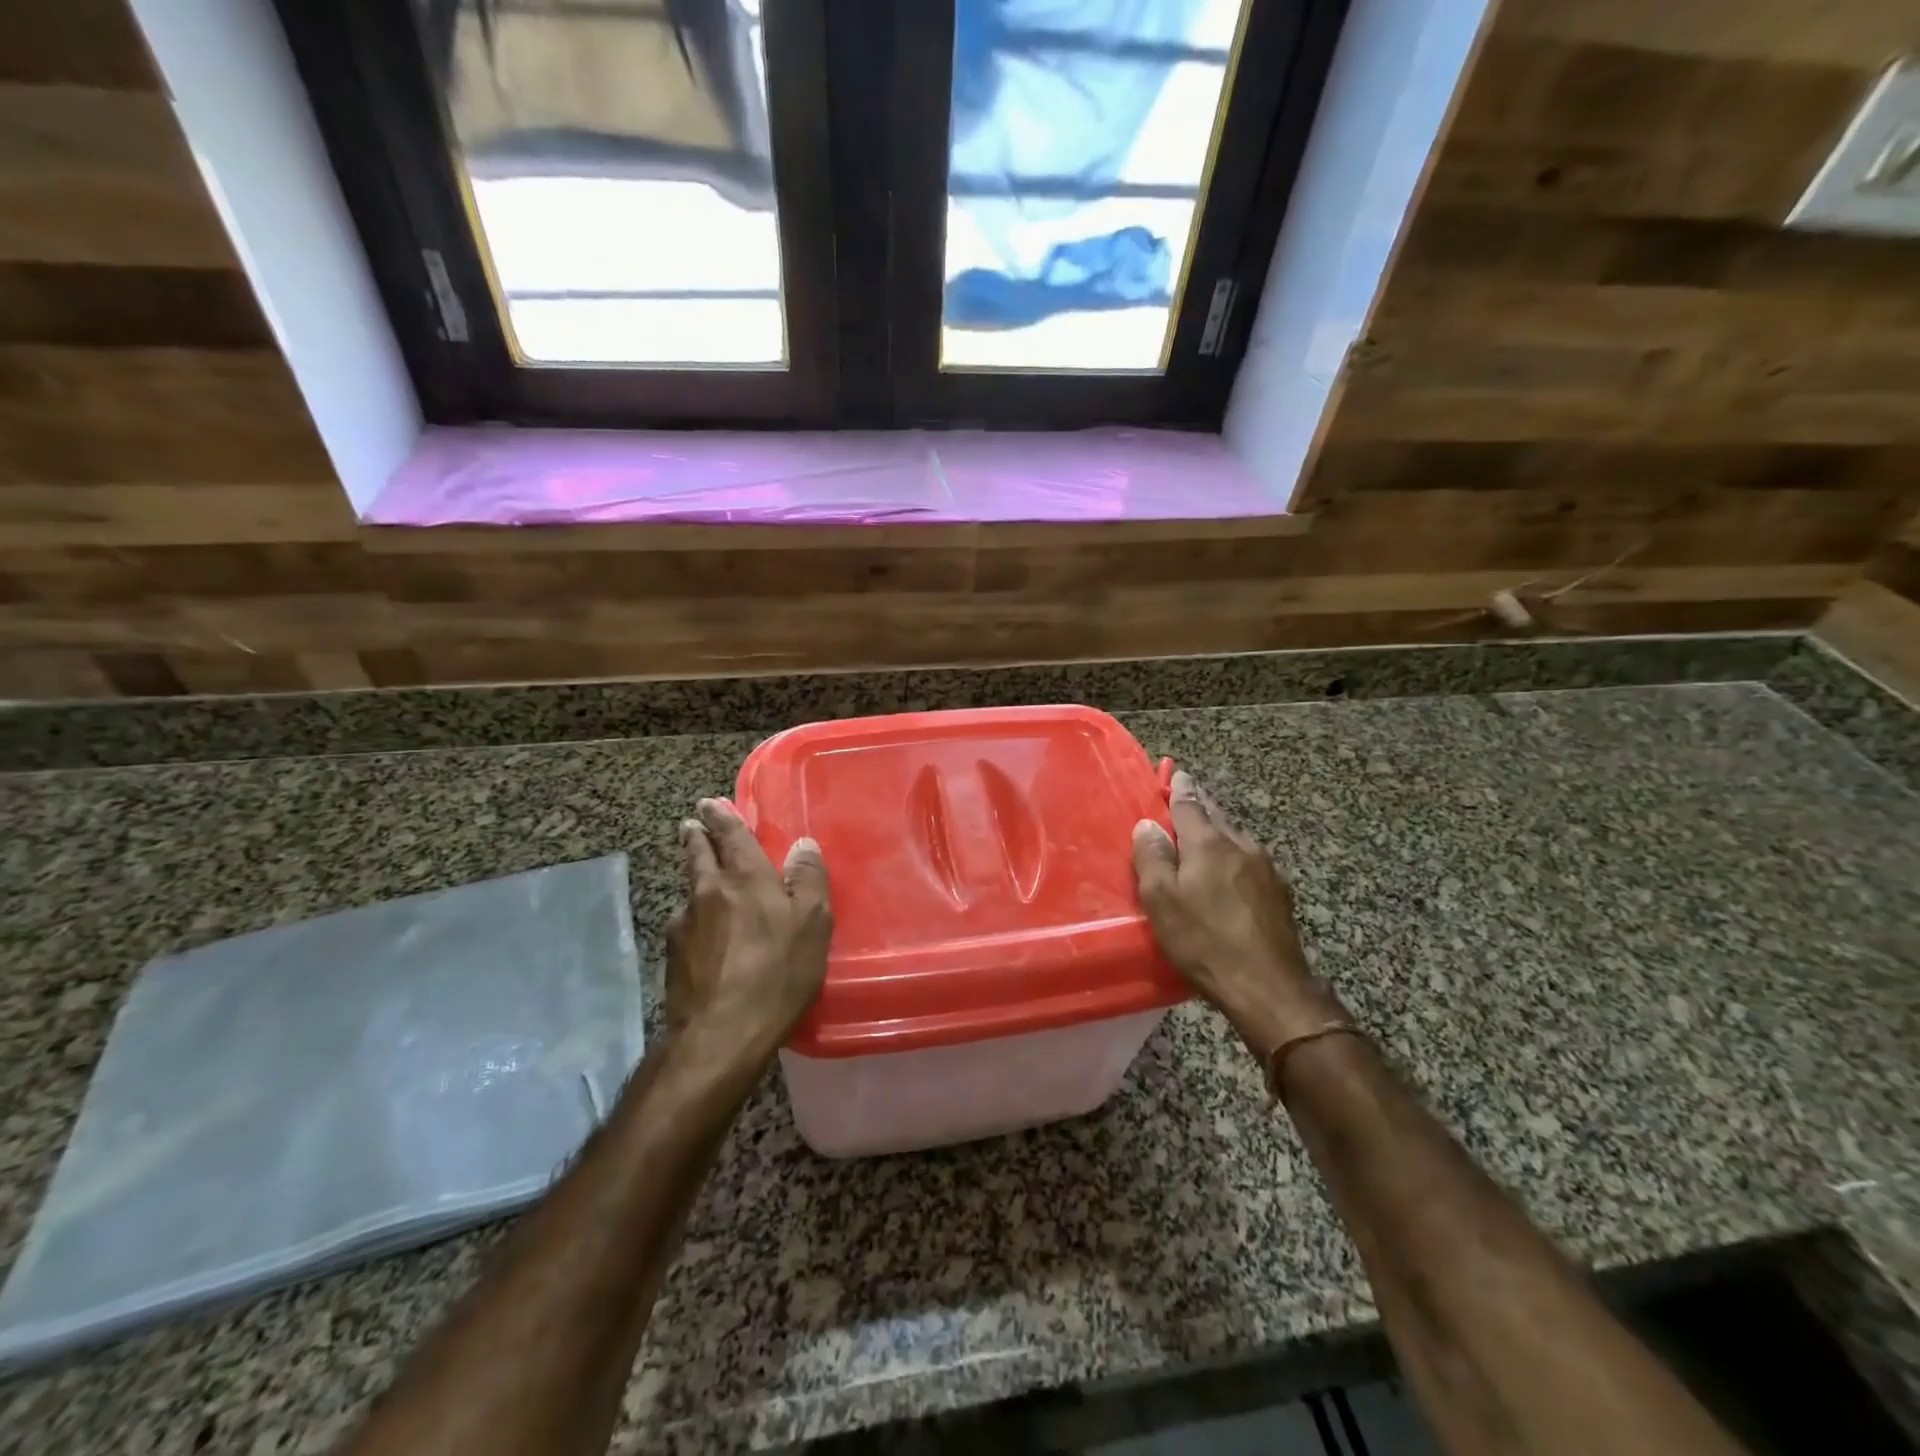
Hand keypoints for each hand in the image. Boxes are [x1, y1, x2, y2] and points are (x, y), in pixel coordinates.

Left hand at [664, 798, 831, 1057]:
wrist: (719, 1035)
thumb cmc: (776, 973)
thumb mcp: (811, 924)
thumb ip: (808, 880)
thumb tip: (803, 845)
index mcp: (744, 878)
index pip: (730, 836)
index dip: (721, 817)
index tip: (709, 803)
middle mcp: (708, 892)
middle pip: (698, 856)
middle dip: (697, 837)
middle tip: (692, 824)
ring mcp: (684, 925)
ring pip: (690, 890)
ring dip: (695, 877)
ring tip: (701, 877)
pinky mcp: (672, 957)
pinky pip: (686, 924)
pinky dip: (695, 917)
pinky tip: (702, 933)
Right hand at [1131, 769, 1342, 1057]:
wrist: (1268, 986)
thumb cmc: (1204, 940)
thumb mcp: (1161, 900)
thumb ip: (1152, 857)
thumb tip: (1148, 824)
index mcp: (1209, 843)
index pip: (1190, 804)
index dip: (1179, 788)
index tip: (1175, 774)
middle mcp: (1241, 846)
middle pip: (1216, 816)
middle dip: (1200, 806)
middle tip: (1186, 798)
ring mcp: (1266, 869)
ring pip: (1235, 839)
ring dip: (1217, 833)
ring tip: (1203, 837)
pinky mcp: (1279, 894)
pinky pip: (1248, 862)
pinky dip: (1232, 858)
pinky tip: (1229, 874)